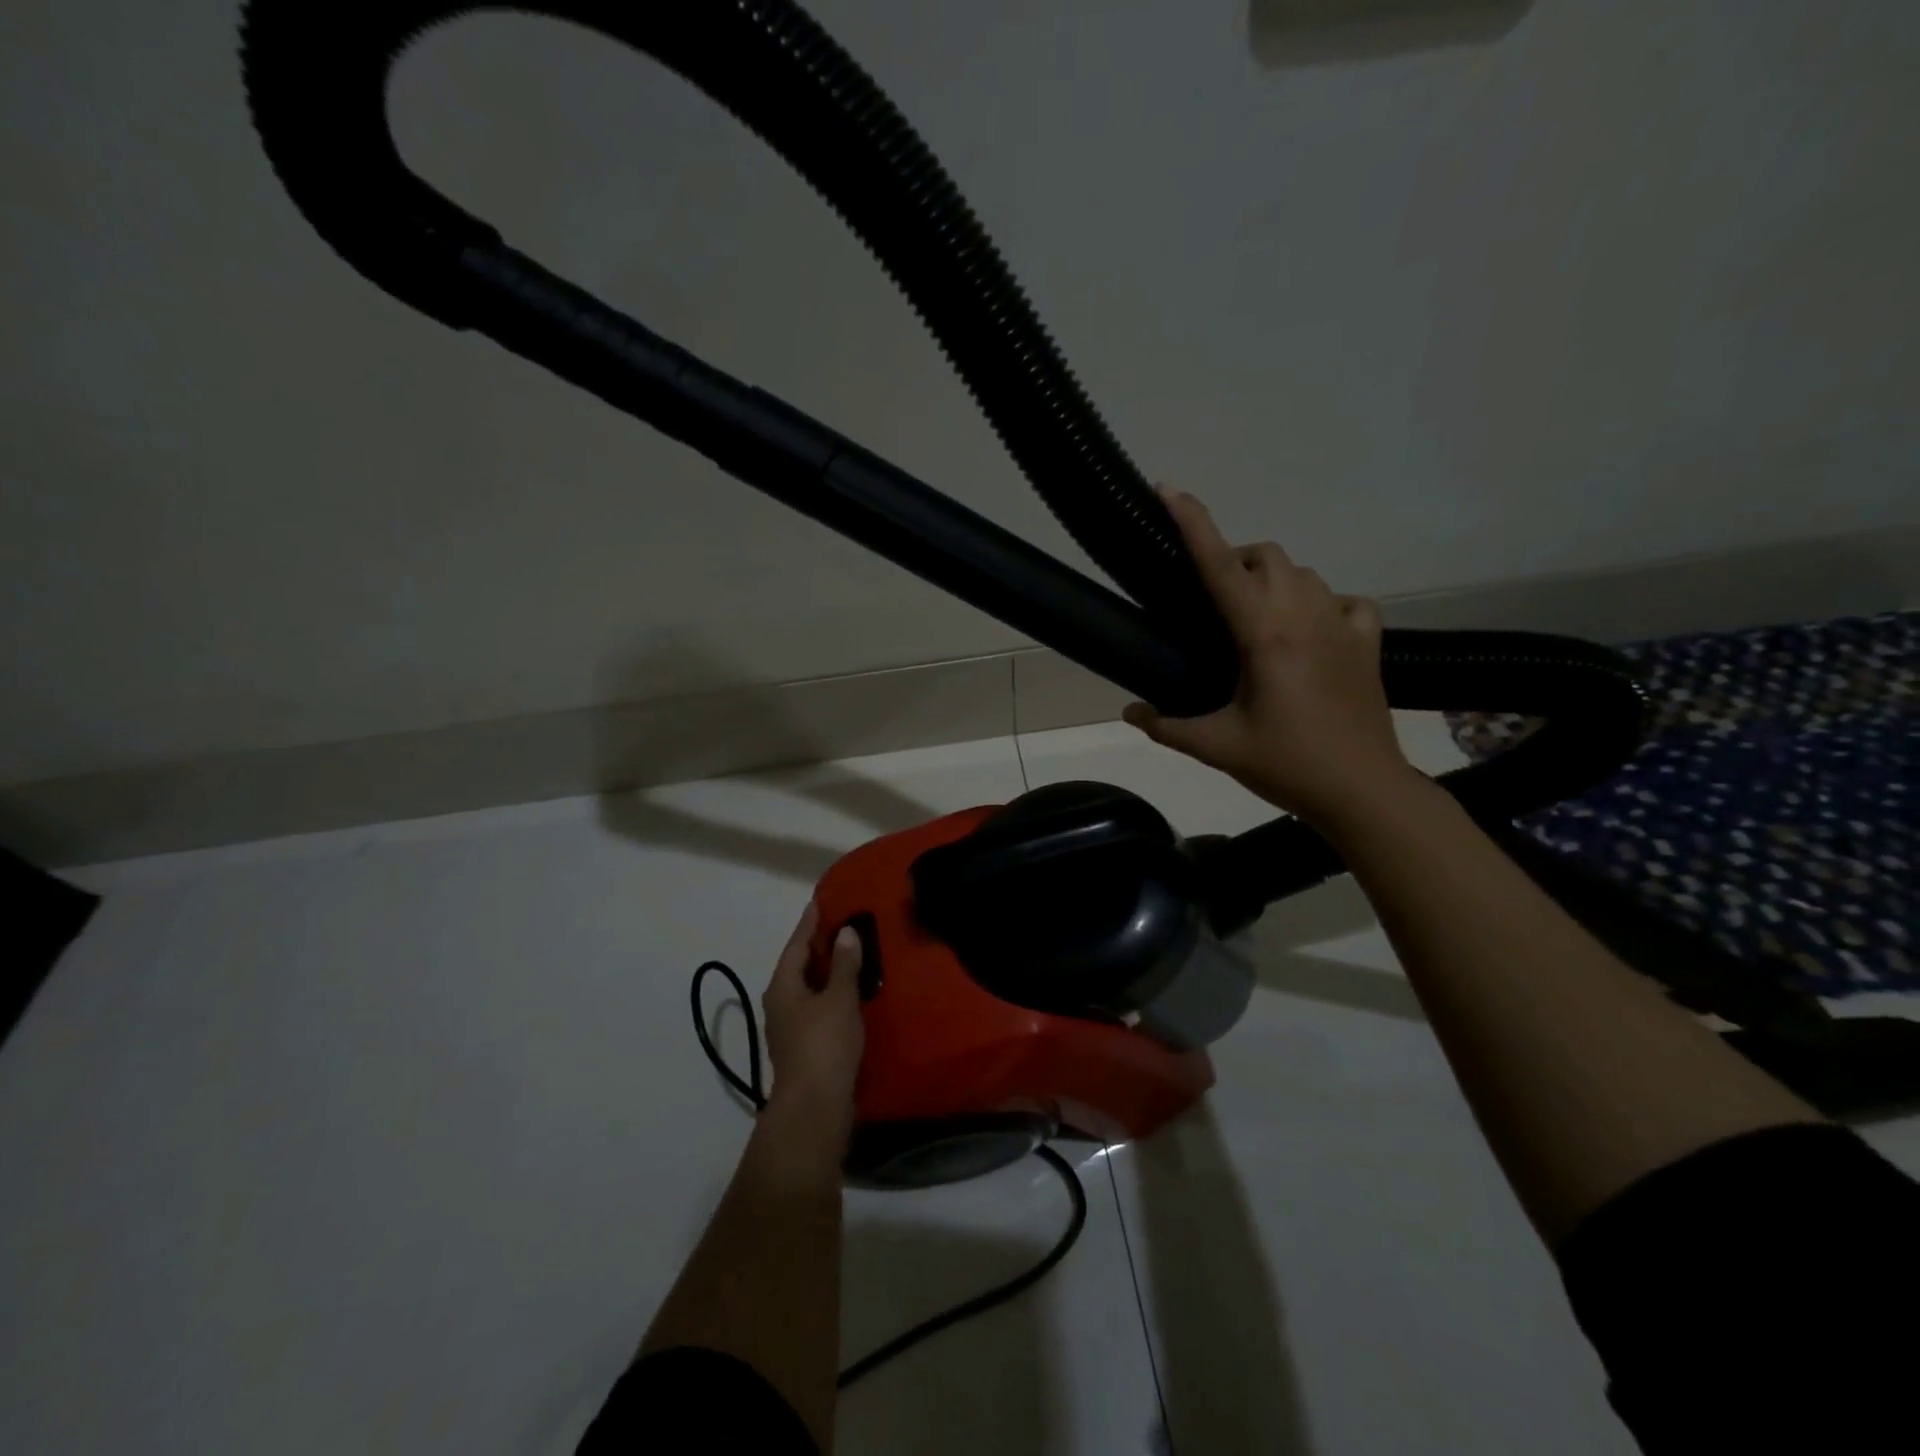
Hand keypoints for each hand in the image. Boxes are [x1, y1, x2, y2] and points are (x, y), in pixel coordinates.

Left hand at [761, 903, 865, 1139]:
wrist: (814, 1106)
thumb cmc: (824, 1044)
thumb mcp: (839, 998)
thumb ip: (844, 965)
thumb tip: (846, 932)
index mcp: (783, 986)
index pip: (796, 944)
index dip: (809, 923)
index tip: (819, 901)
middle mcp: (781, 1003)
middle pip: (799, 966)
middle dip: (818, 946)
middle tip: (840, 923)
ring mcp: (790, 1028)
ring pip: (808, 988)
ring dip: (826, 971)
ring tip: (849, 953)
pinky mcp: (804, 1047)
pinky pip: (818, 1007)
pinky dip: (832, 994)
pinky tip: (850, 993)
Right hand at [1122, 489, 1414, 828]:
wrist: (1363, 791)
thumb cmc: (1287, 765)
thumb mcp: (1217, 746)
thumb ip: (1166, 726)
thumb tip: (1129, 711)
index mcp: (1263, 634)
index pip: (1219, 565)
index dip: (1192, 523)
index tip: (1168, 490)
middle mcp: (1304, 615)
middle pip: (1265, 556)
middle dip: (1233, 561)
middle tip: (1212, 602)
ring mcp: (1342, 624)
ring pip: (1303, 572)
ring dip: (1272, 580)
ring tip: (1254, 618)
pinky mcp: (1367, 641)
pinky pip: (1344, 600)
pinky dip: (1320, 604)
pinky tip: (1309, 630)